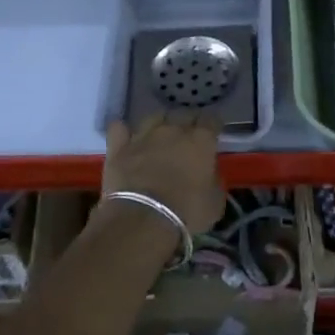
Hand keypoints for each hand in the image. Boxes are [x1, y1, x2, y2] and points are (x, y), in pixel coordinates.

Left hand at [99, 112, 223, 235]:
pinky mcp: (119, 148)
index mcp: (201, 140)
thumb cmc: (187, 213)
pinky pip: (119, 128)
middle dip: (188, 122)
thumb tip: (209, 172)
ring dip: (160, 123)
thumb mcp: (215, 202)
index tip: (214, 133)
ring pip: (154, 116)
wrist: (142, 220)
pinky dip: (124, 131)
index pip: (211, 120)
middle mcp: (173, 130)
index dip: (213, 125)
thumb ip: (214, 180)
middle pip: (183, 114)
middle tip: (189, 137)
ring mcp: (143, 136)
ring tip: (160, 135)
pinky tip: (127, 138)